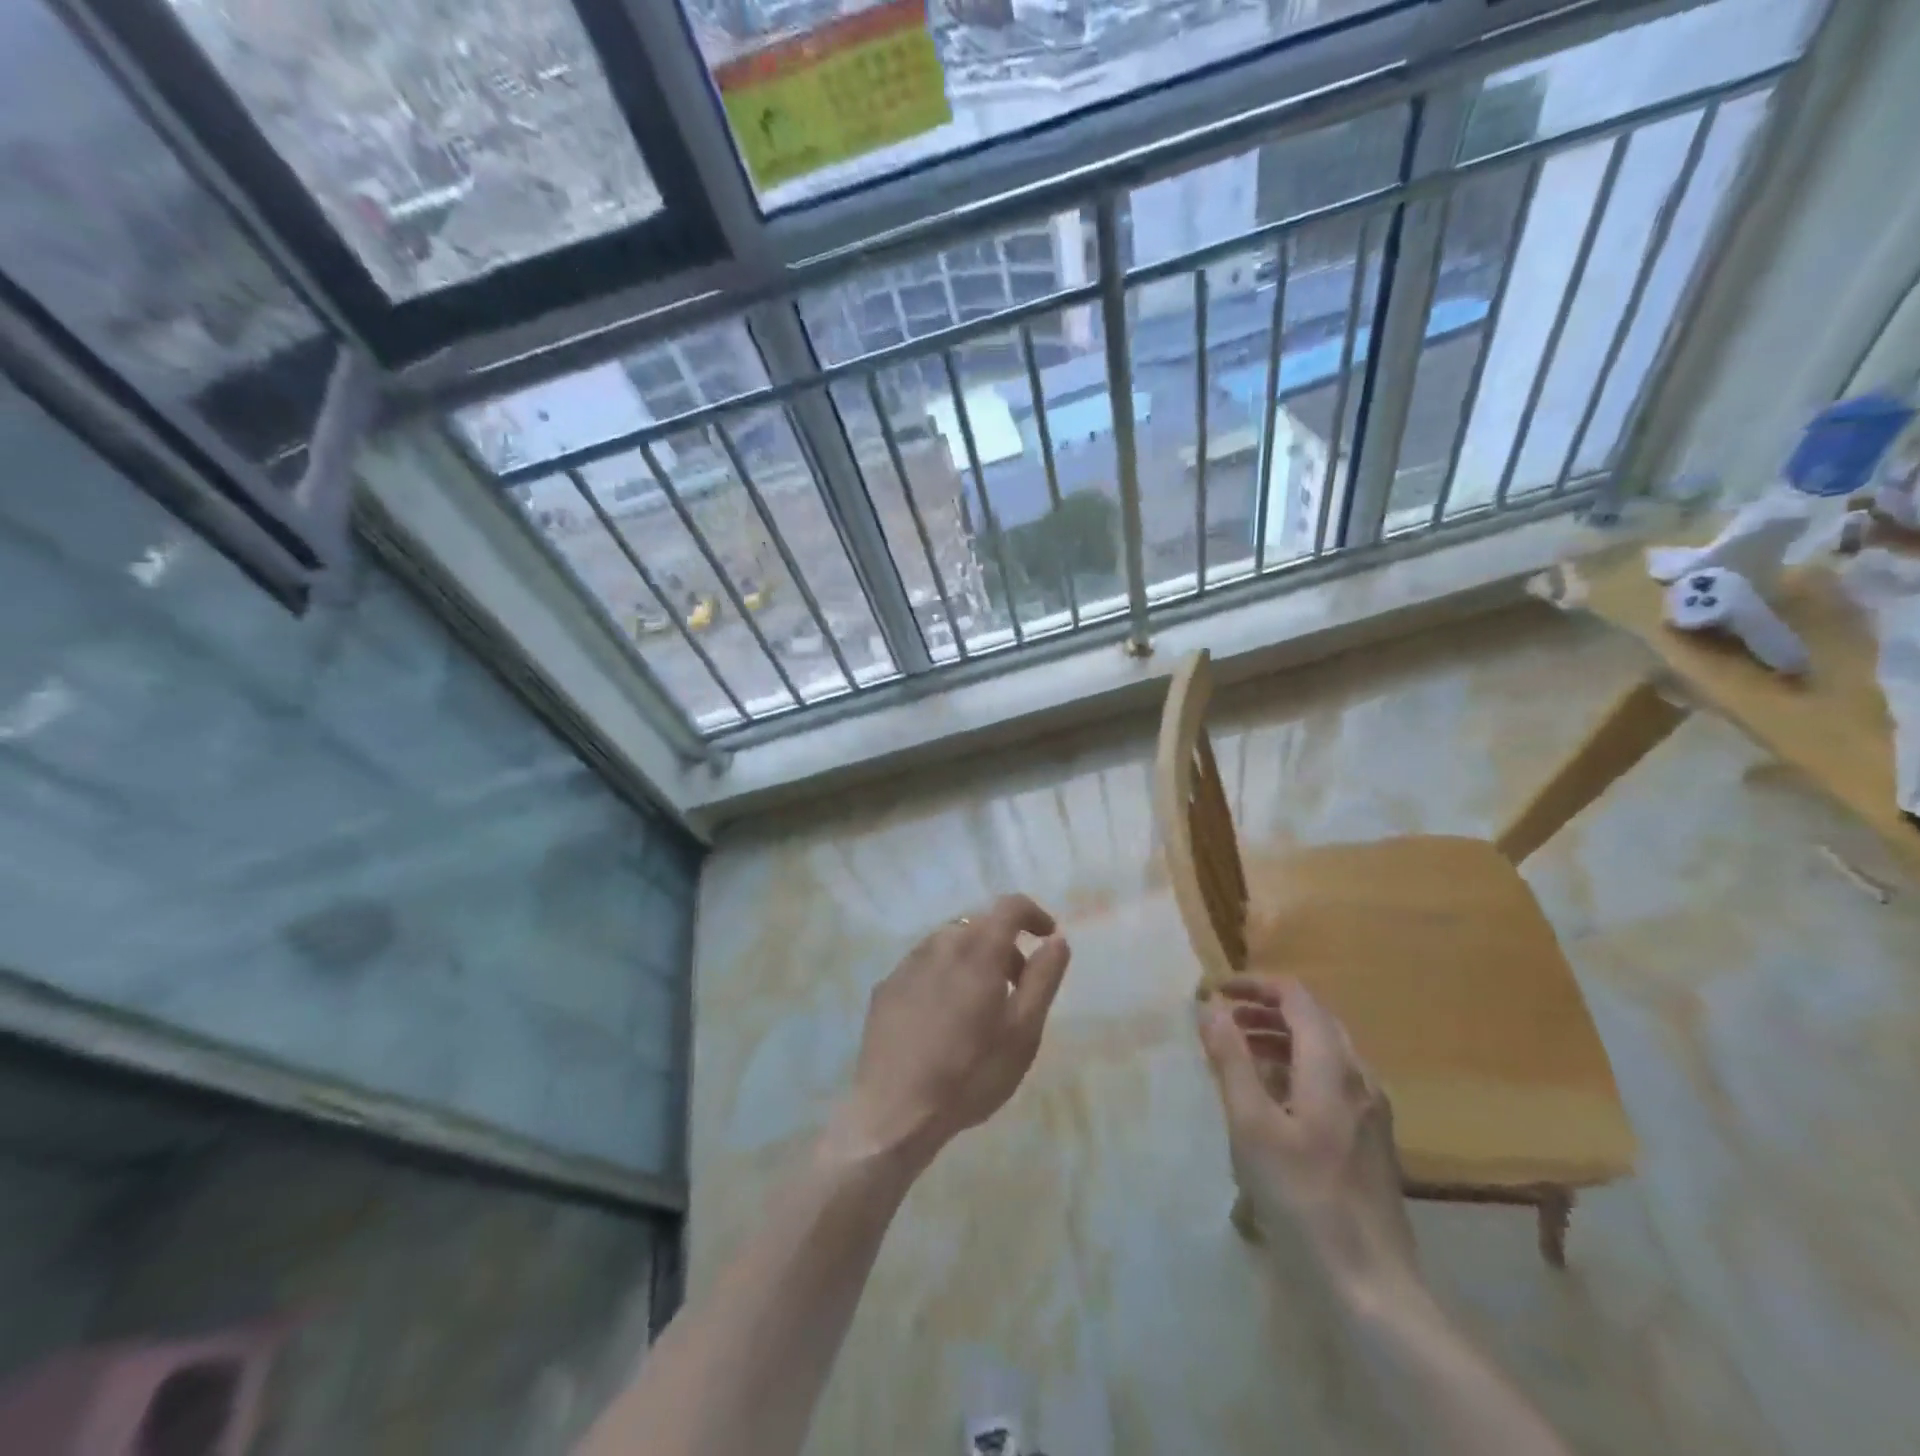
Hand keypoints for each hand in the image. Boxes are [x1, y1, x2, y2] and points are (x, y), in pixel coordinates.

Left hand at [841, 894, 1070, 1168]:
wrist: (894, 1111)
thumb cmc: (970, 1073)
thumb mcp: (1023, 1032)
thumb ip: (1043, 978)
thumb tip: (1056, 940)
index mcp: (977, 950)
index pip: (1009, 906)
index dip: (1033, 914)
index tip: (1047, 935)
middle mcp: (939, 944)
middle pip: (978, 925)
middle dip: (1004, 944)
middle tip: (1017, 986)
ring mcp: (907, 964)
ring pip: (948, 944)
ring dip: (972, 959)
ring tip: (980, 1005)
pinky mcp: (886, 987)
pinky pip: (923, 966)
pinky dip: (943, 976)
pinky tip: (942, 1018)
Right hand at [1198, 976, 1418, 1302]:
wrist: (1371, 1285)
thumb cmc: (1302, 1197)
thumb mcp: (1251, 1125)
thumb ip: (1231, 1060)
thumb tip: (1212, 1007)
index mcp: (1332, 1067)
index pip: (1297, 998)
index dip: (1256, 985)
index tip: (1218, 991)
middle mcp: (1359, 1078)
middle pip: (1315, 1019)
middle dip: (1267, 1009)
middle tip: (1226, 1018)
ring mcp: (1371, 1111)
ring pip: (1326, 1051)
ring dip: (1281, 1038)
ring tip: (1241, 1052)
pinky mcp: (1372, 1139)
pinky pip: (1333, 1081)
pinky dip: (1298, 1068)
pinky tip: (1274, 1098)